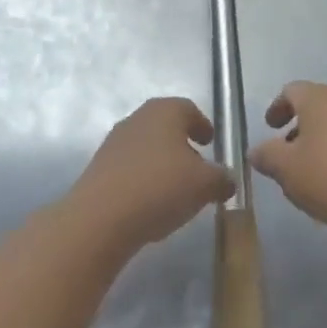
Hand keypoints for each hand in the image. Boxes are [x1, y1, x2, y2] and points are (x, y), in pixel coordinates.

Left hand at [70, 98, 234, 252]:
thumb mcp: (205, 185)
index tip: (211, 143)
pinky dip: (143, 179)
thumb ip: (222, 178)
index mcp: (165, 111)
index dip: (202, 125)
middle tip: (196, 167)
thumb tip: (228, 179)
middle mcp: (138, 118)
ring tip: (174, 190)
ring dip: (161, 163)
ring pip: (146, 147)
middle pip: (166, 126)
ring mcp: (114, 142)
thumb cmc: (160, 188)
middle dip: (182, 145)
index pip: (189, 109)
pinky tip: (150, 203)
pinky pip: (129, 168)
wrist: (99, 218)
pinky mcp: (98, 168)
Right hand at [249, 81, 326, 237]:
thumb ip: (267, 156)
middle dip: (299, 125)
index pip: (292, 90)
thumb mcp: (286, 169)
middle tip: (286, 151)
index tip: (269, 128)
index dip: (277, 106)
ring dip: (320, 140)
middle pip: (316, 104)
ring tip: (310, 171)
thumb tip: (256, 150)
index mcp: (318, 99)